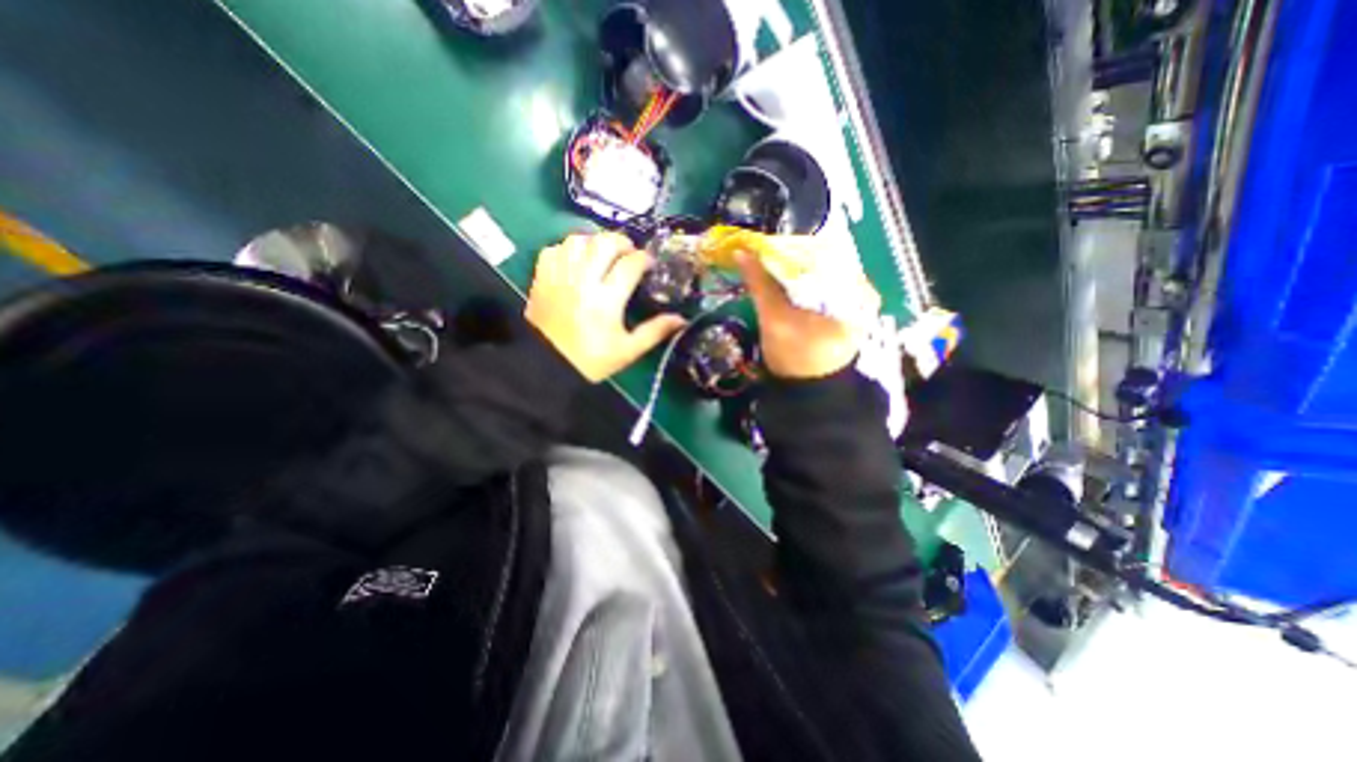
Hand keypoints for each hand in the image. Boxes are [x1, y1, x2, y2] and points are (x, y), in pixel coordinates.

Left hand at [520, 232, 684, 379]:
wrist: (547, 366)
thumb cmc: (591, 360)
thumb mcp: (628, 350)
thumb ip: (654, 332)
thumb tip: (681, 319)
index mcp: (607, 300)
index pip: (630, 264)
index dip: (644, 259)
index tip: (649, 265)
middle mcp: (583, 281)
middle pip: (604, 243)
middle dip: (622, 242)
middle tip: (628, 254)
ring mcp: (560, 277)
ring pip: (578, 240)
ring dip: (595, 242)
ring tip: (602, 255)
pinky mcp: (541, 278)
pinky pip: (554, 249)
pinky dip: (568, 250)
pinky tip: (576, 262)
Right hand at [734, 249, 880, 378]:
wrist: (808, 392)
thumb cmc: (796, 357)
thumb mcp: (776, 318)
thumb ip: (760, 284)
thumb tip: (741, 251)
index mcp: (855, 289)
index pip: (825, 249)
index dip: (792, 245)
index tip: (767, 244)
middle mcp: (861, 289)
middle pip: (822, 259)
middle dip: (791, 256)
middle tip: (763, 253)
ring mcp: (853, 300)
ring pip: (819, 271)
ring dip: (793, 267)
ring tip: (768, 263)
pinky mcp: (842, 310)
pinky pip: (820, 284)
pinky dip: (800, 280)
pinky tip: (781, 279)